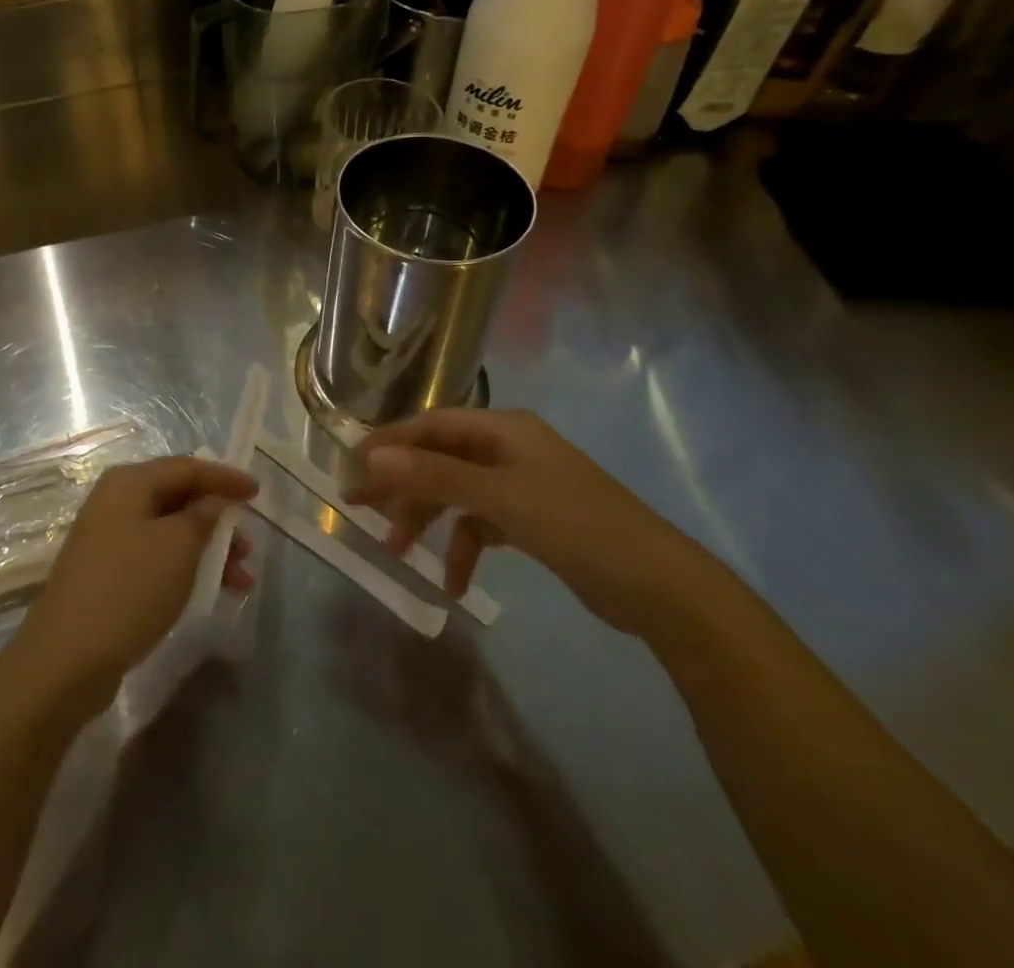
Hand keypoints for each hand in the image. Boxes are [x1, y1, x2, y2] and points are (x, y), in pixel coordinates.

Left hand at [8, 456, 256, 714]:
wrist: (66, 658)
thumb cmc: (128, 589)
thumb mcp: (177, 547)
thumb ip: (203, 516)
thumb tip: (213, 501)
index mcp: (128, 483)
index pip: (186, 467)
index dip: (224, 477)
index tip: (258, 492)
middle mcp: (115, 501)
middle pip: (177, 497)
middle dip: (217, 519)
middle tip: (248, 545)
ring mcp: (107, 538)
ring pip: (169, 531)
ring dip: (207, 549)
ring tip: (240, 580)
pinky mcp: (106, 572)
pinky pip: (156, 556)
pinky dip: (185, 567)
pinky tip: (208, 591)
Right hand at [346, 409, 716, 636]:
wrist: (661, 588)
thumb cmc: (576, 526)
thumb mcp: (498, 498)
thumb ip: (433, 476)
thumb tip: (372, 457)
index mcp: (503, 429)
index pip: (431, 425)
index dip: (389, 443)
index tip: (352, 467)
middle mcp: (509, 448)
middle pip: (439, 458)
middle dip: (402, 485)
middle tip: (361, 509)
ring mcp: (522, 484)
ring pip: (457, 493)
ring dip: (428, 519)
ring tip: (399, 551)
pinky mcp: (533, 520)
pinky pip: (482, 524)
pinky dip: (464, 547)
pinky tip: (456, 583)